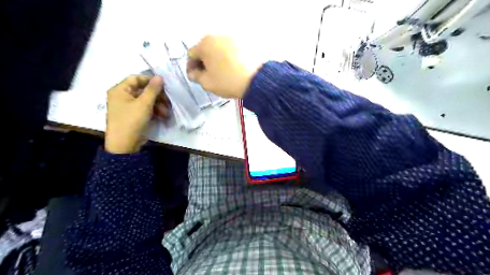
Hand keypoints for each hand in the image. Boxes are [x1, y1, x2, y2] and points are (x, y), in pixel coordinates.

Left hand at [105, 74, 170, 152]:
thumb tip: (160, 76)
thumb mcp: (144, 104)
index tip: (164, 86)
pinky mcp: (134, 115)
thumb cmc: (131, 121)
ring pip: (146, 100)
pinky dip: (154, 111)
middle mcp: (122, 96)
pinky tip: (163, 116)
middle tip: (168, 101)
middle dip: (157, 96)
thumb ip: (153, 89)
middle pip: (143, 90)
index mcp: (120, 90)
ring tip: (166, 113)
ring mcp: (128, 106)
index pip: (136, 78)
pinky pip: (145, 108)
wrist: (124, 145)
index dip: (150, 81)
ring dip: (158, 105)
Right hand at [187, 35, 259, 97]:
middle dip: (203, 62)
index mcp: (205, 44)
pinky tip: (231, 68)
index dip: (191, 67)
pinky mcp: (244, 43)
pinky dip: (227, 58)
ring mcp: (232, 38)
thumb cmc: (227, 81)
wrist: (255, 80)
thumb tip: (194, 73)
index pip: (191, 55)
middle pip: (205, 49)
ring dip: (215, 59)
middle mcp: (217, 36)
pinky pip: (230, 50)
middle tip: (206, 75)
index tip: (194, 77)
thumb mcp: (207, 83)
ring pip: (218, 49)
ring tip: (220, 72)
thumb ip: (196, 77)